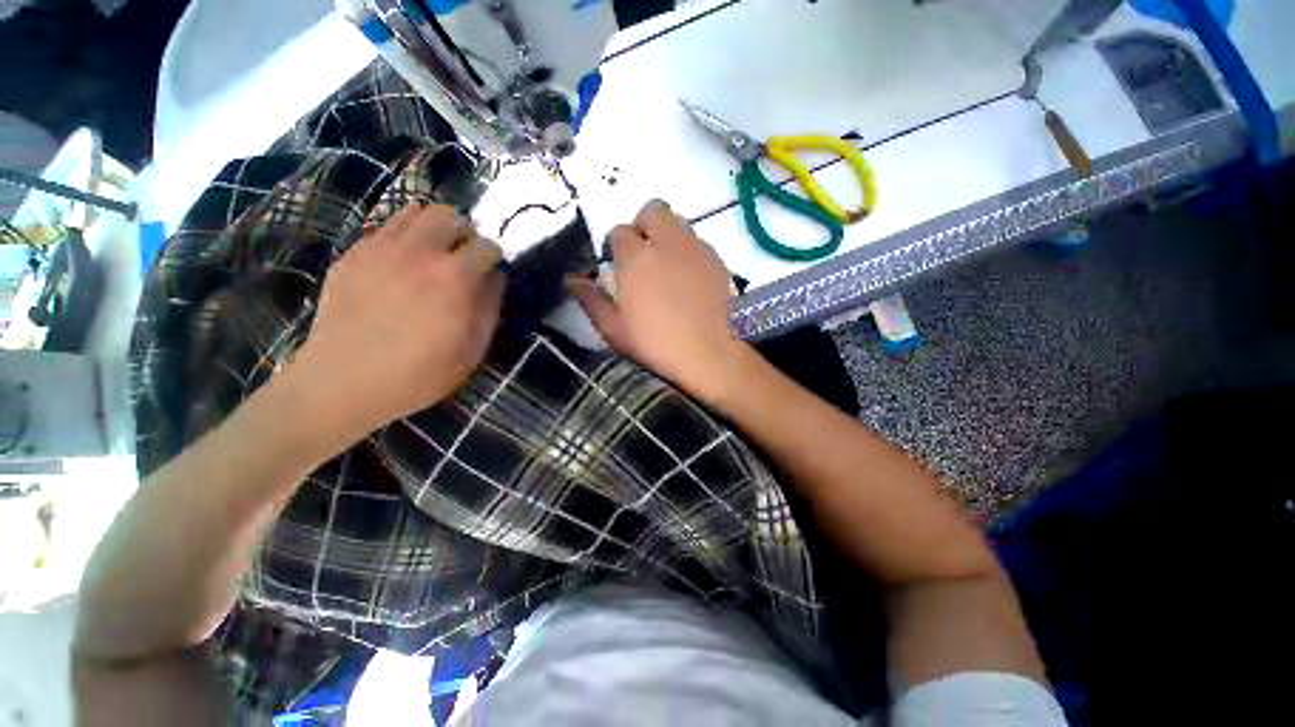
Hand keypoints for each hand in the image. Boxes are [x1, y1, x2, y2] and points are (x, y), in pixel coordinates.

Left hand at [285, 203, 504, 440]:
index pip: (487, 246)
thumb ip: (489, 307)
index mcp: (455, 278)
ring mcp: (381, 249)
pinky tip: (404, 263)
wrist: (343, 382)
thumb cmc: (419, 372)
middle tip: (464, 257)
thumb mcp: (472, 349)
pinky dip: (405, 235)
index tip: (491, 273)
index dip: (494, 259)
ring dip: (435, 227)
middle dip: (466, 233)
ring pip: (416, 211)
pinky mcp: (354, 254)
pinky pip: (387, 226)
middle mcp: (420, 252)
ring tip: (436, 253)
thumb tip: (496, 277)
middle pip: (451, 216)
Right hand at [568, 200, 747, 404]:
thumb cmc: (658, 345)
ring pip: (678, 223)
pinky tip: (690, 278)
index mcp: (636, 259)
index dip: (615, 246)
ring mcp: (696, 248)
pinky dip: (688, 251)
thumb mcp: (615, 330)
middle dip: (643, 226)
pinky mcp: (718, 260)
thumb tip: (572, 280)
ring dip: (667, 235)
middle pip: (652, 211)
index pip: (619, 232)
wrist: (713, 354)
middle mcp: (667, 243)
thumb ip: (592, 301)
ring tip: (666, 267)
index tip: (618, 265)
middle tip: (643, 256)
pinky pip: (698, 242)